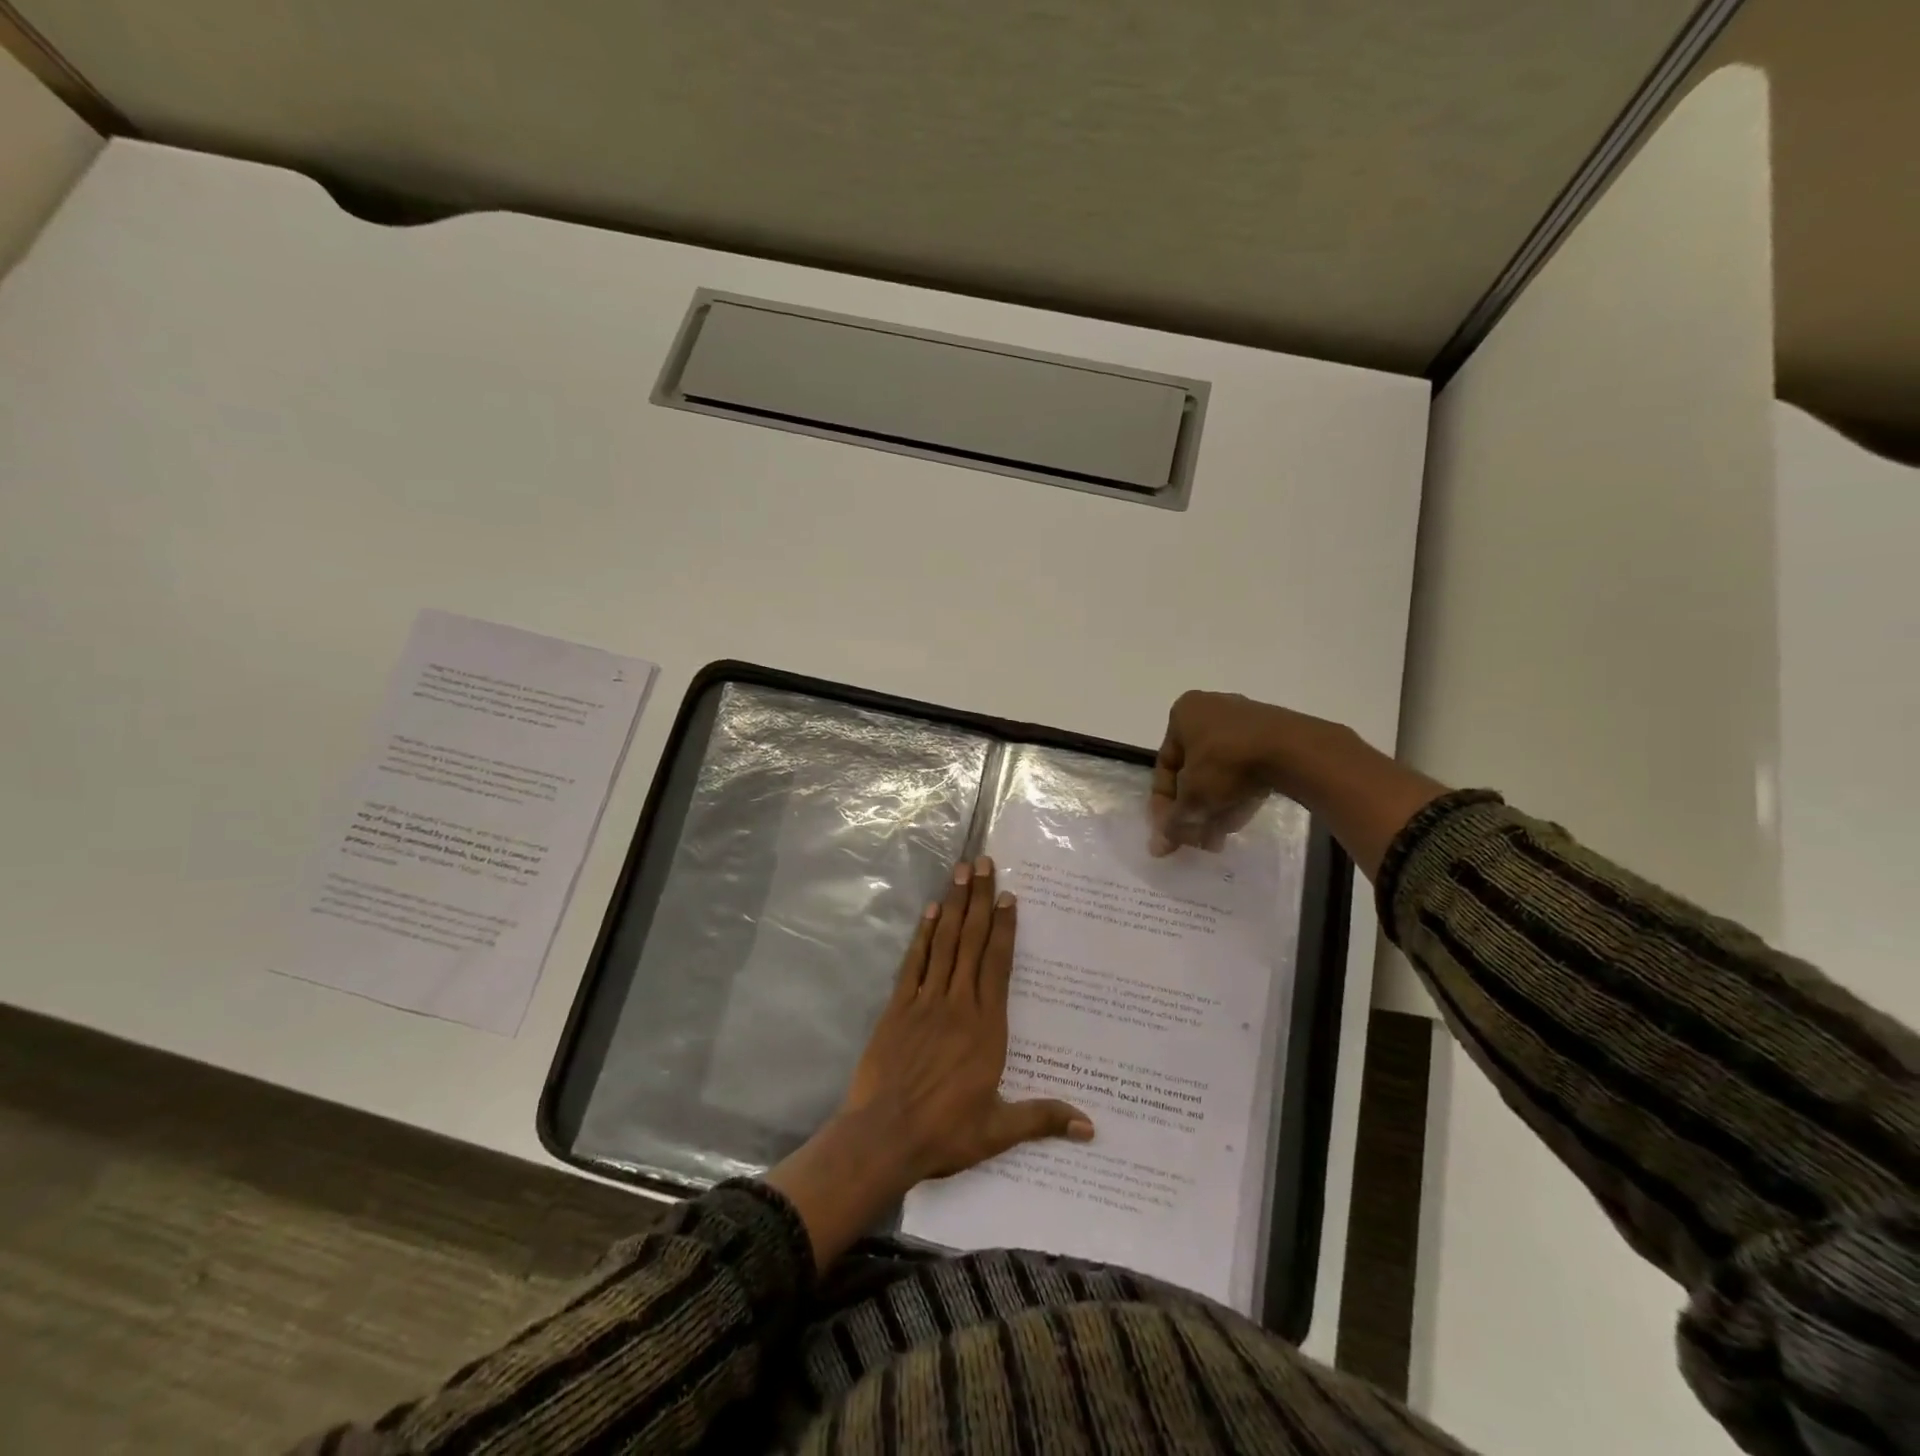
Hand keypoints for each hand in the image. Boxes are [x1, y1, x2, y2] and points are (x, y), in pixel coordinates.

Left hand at [765, 856, 1091, 1269]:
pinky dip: (923, 935)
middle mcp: (958, 1004)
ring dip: (954, 906)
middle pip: (971, 942)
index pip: (998, 965)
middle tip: (983, 863)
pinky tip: (929, 911)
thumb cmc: (944, 1132)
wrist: (883, 1137)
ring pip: (944, 943)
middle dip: (979, 900)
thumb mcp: (999, 1130)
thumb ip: (1042, 1118)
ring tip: (960, 872)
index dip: (1004, 928)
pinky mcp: (898, 1007)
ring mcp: (925, 1001)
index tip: (1008, 896)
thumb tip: (1091, 1127)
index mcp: (986, 1027)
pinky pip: (914, 962)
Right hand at [1148, 689, 1448, 876]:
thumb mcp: (1192, 798)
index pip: (1165, 766)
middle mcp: (1211, 709)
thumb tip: (1157, 848)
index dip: (1164, 805)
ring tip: (1218, 837)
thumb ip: (1172, 823)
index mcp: (1184, 713)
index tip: (1169, 833)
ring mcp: (1245, 719)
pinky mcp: (1273, 733)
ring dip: (1214, 806)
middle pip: (1193, 770)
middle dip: (1193, 809)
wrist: (1294, 751)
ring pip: (1220, 772)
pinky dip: (1238, 792)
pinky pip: (1245, 767)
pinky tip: (1239, 818)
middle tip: (1196, 839)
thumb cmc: (1227, 764)